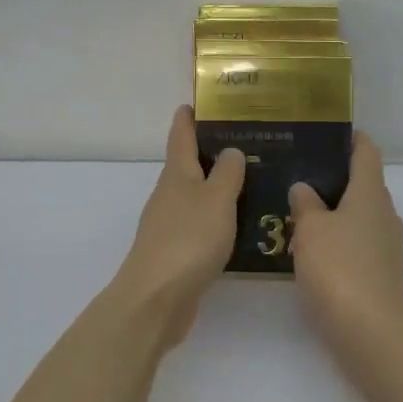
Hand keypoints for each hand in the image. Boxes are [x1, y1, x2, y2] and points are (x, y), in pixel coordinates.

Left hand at [110, 105, 245, 347]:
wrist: (157, 298)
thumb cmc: (189, 239)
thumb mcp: (216, 199)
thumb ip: (226, 173)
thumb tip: (230, 150)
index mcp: (176, 175)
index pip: (180, 137)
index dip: (186, 119)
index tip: (194, 103)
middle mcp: (168, 195)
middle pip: (186, 167)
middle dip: (207, 154)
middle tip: (241, 143)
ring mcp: (168, 225)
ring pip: (193, 197)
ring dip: (213, 188)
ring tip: (245, 183)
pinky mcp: (174, 253)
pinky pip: (198, 225)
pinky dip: (214, 218)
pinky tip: (234, 225)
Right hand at [288, 132, 402, 346]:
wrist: (370, 331)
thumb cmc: (339, 268)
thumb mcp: (311, 229)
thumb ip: (305, 203)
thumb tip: (304, 188)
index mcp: (371, 193)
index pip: (367, 153)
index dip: (352, 139)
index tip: (330, 133)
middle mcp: (384, 214)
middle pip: (363, 185)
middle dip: (335, 178)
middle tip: (299, 173)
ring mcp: (386, 246)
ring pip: (359, 216)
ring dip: (334, 211)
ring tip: (298, 210)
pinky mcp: (381, 273)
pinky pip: (357, 243)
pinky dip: (338, 239)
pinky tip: (311, 248)